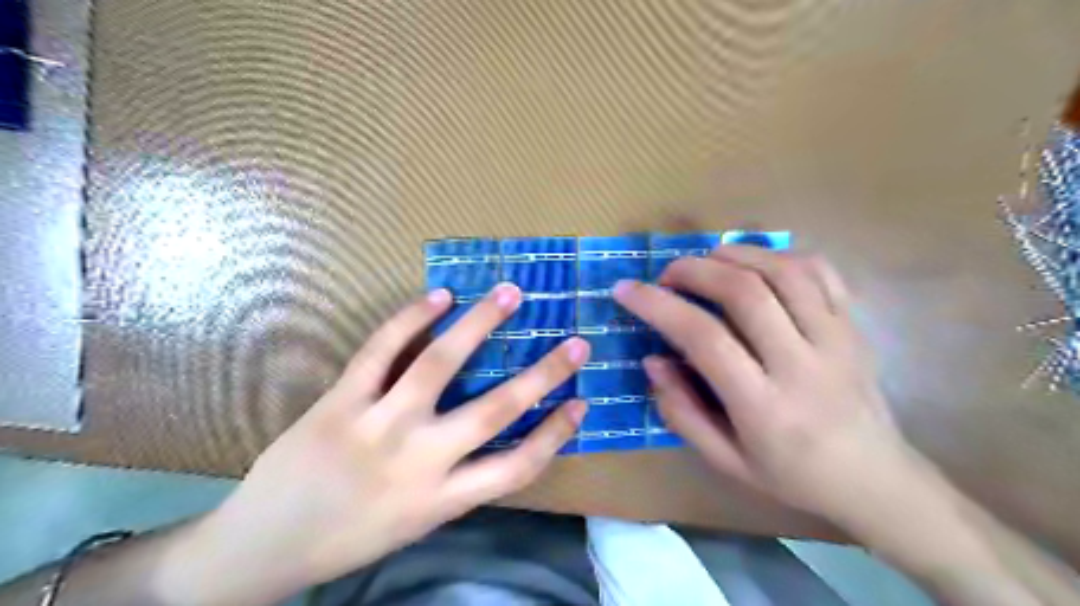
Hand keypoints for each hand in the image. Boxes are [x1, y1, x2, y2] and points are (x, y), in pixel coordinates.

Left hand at [184, 284, 588, 601]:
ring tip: (509, 294)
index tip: (582, 403)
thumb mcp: (416, 524)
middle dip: (544, 374)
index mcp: (441, 499)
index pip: (518, 467)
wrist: (261, 547)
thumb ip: (456, 482)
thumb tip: (493, 436)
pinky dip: (412, 317)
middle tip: (576, 343)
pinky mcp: (341, 401)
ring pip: (440, 364)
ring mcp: (378, 425)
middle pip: (496, 410)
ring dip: (480, 323)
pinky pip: (381, 350)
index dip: (557, 434)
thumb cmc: (347, 538)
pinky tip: (440, 295)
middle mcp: (419, 460)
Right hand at [617, 244, 917, 519]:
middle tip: (667, 274)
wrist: (875, 480)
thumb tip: (653, 359)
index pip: (704, 339)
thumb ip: (681, 411)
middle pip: (745, 292)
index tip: (626, 290)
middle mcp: (802, 365)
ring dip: (735, 255)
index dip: (658, 306)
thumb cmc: (791, 475)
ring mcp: (836, 340)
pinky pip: (820, 272)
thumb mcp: (725, 460)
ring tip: (706, 261)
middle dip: (694, 270)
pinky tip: (756, 263)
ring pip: (783, 271)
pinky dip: (780, 255)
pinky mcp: (854, 326)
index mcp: (764, 407)